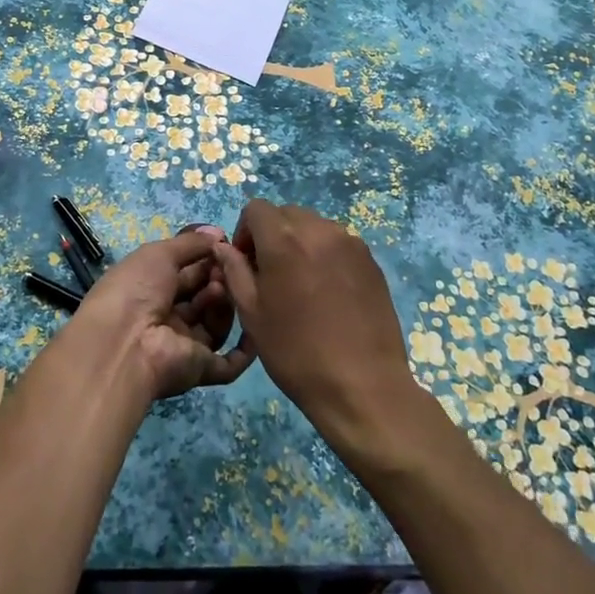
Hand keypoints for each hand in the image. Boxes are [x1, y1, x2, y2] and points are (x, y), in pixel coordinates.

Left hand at [74, 227, 254, 401]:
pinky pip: (228, 365)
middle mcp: (167, 318)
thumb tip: (217, 232)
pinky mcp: (199, 370)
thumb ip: (190, 243)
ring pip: (215, 323)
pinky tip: (256, 325)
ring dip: (223, 303)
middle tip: (224, 267)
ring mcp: (184, 346)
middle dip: (216, 278)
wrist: (124, 343)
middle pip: (202, 297)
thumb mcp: (159, 253)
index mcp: (151, 290)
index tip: (224, 246)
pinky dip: (245, 350)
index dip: (205, 259)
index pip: (186, 273)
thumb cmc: (136, 289)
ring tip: (217, 289)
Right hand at [211, 201, 424, 453]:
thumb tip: (223, 247)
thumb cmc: (296, 353)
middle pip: (286, 214)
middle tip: (272, 274)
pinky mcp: (370, 260)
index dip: (245, 231)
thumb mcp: (252, 314)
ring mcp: (349, 243)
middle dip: (273, 234)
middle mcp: (318, 230)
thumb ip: (234, 271)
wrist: (362, 385)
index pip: (256, 208)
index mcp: (284, 240)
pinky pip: (339, 242)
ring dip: (300, 242)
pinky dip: (325, 255)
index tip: (247, 263)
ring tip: (302, 284)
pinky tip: (328, 293)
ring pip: (314, 226)